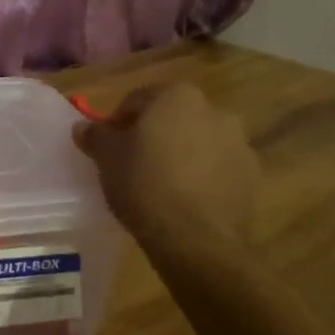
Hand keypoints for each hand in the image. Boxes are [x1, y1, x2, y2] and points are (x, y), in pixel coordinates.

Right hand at [73, 83, 259, 252]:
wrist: (196, 238)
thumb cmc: (144, 185)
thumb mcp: (106, 159)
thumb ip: (95, 136)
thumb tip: (83, 127)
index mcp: (176, 96)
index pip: (137, 100)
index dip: (118, 122)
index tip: (108, 147)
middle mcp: (214, 109)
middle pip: (172, 118)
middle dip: (154, 135)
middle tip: (133, 163)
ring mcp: (238, 143)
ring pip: (198, 142)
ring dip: (182, 154)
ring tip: (162, 185)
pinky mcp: (252, 175)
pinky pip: (218, 168)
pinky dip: (202, 176)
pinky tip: (185, 200)